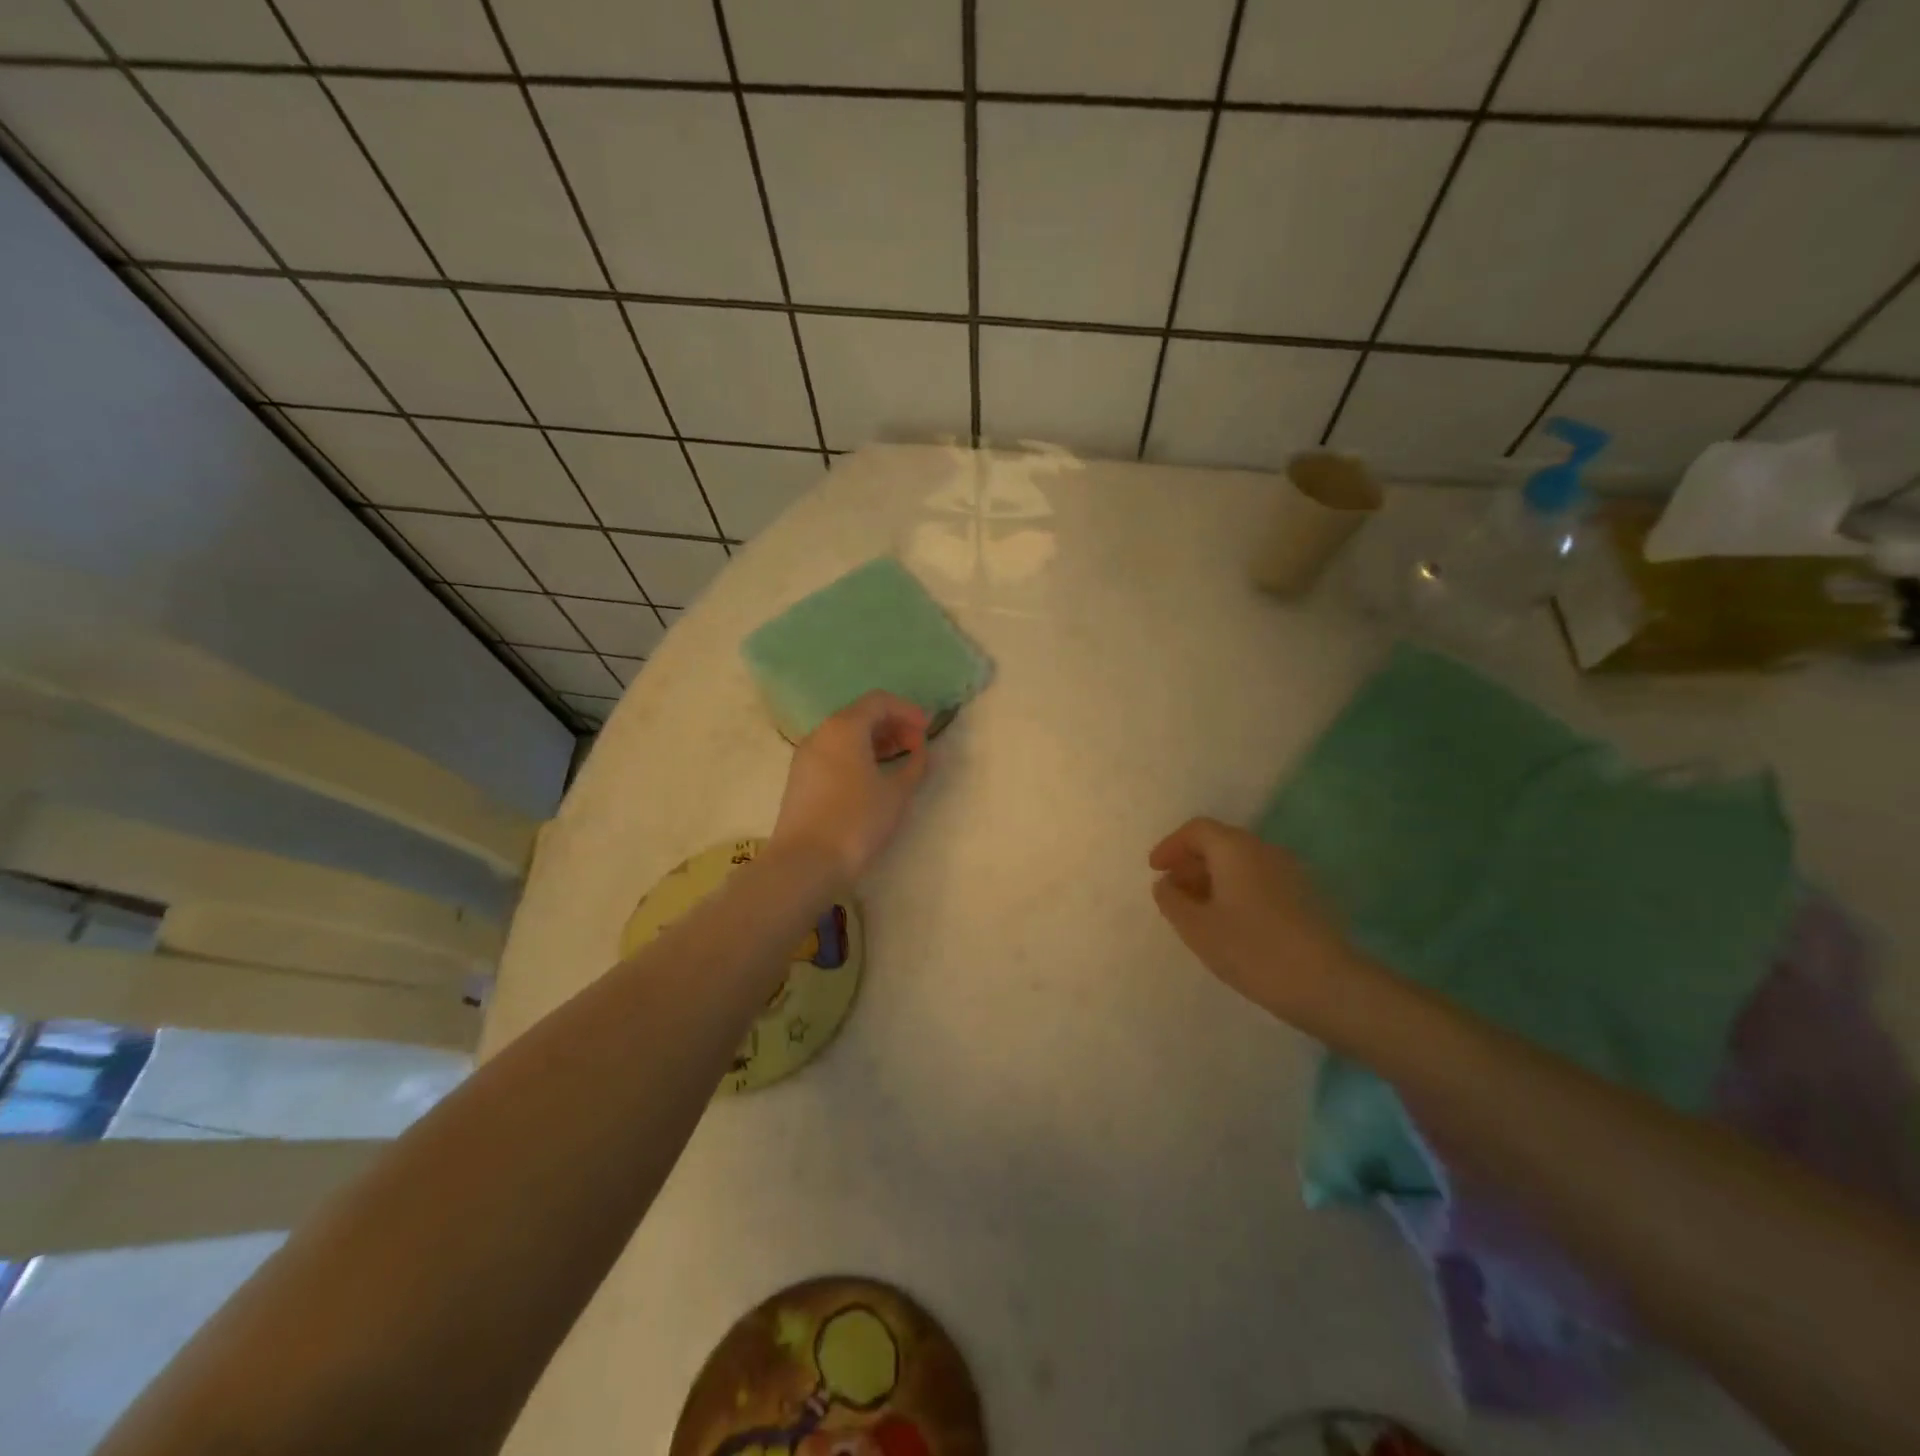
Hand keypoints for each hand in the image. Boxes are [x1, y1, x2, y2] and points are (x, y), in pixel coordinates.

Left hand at [771, 692, 931, 885]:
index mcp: (845, 727)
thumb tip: (922, 751)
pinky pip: (834, 752)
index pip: (879, 701)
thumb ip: (915, 765)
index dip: (908, 711)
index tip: (928, 730)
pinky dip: (857, 755)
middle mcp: (822, 733)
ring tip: (899, 761)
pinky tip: (873, 777)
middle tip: (917, 746)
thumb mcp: (896, 793)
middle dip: (892, 725)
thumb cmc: (856, 820)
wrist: (805, 862)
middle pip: (861, 715)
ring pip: (845, 735)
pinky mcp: (801, 778)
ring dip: (875, 741)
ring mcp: (807, 755)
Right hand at [1148, 816, 1358, 1023]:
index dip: (1171, 846)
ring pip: (1241, 863)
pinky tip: (1230, 923)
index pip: (1197, 830)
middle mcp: (1264, 850)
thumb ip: (1172, 901)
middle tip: (1172, 891)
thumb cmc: (1252, 950)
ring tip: (1197, 911)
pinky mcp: (1305, 897)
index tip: (1155, 870)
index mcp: (1235, 849)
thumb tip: (1165, 884)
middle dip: (1191, 863)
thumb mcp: (1197, 928)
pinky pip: (1260, 880)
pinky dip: (1236, 891)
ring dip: (1214, 879)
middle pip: (1220, 843)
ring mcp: (1290, 872)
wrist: (1327, 985)